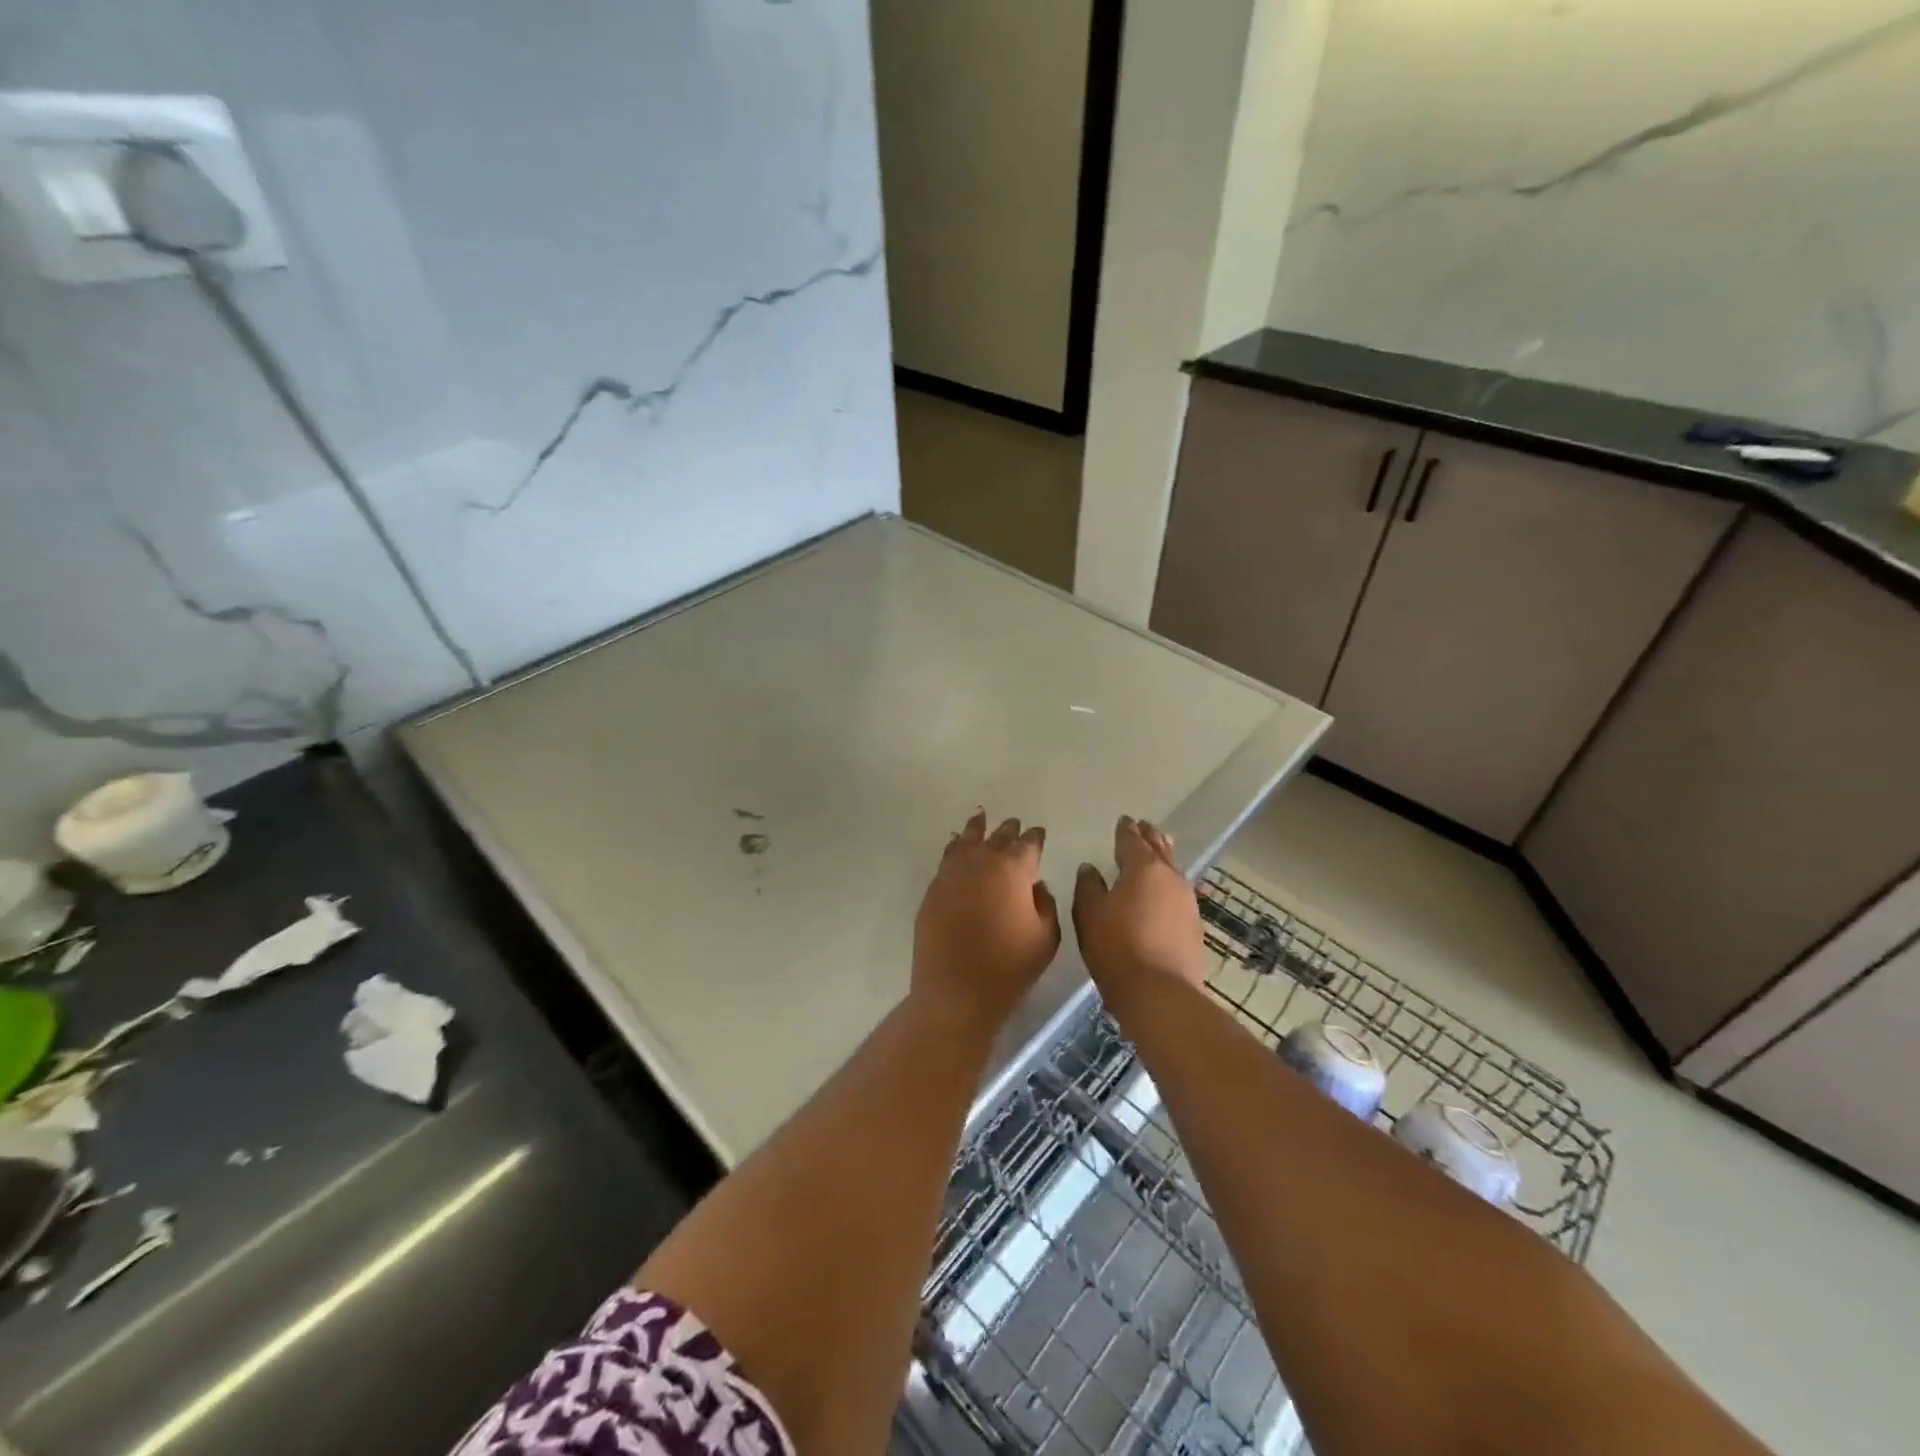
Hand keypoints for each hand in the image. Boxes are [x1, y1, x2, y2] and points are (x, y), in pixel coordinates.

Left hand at [912, 810, 1060, 1031]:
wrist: (957, 990)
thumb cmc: (1010, 967)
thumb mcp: (1046, 938)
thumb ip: (1045, 903)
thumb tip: (1036, 884)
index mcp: (1014, 870)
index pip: (1029, 843)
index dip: (1035, 837)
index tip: (1038, 834)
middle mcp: (983, 861)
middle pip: (998, 836)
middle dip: (1009, 830)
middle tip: (1014, 825)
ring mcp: (954, 872)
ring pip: (967, 839)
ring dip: (978, 829)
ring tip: (981, 818)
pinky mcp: (934, 887)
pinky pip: (947, 857)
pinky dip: (955, 846)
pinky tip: (956, 844)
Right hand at [1073, 816, 1208, 1002]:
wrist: (1160, 993)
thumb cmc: (1117, 948)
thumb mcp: (1090, 914)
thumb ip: (1088, 886)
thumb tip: (1090, 868)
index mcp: (1143, 868)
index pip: (1132, 841)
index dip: (1126, 830)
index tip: (1124, 820)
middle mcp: (1170, 878)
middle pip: (1159, 850)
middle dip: (1150, 837)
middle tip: (1144, 826)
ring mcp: (1187, 903)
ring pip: (1173, 871)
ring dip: (1163, 858)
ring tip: (1158, 851)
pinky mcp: (1194, 927)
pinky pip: (1178, 894)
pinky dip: (1168, 886)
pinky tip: (1164, 892)